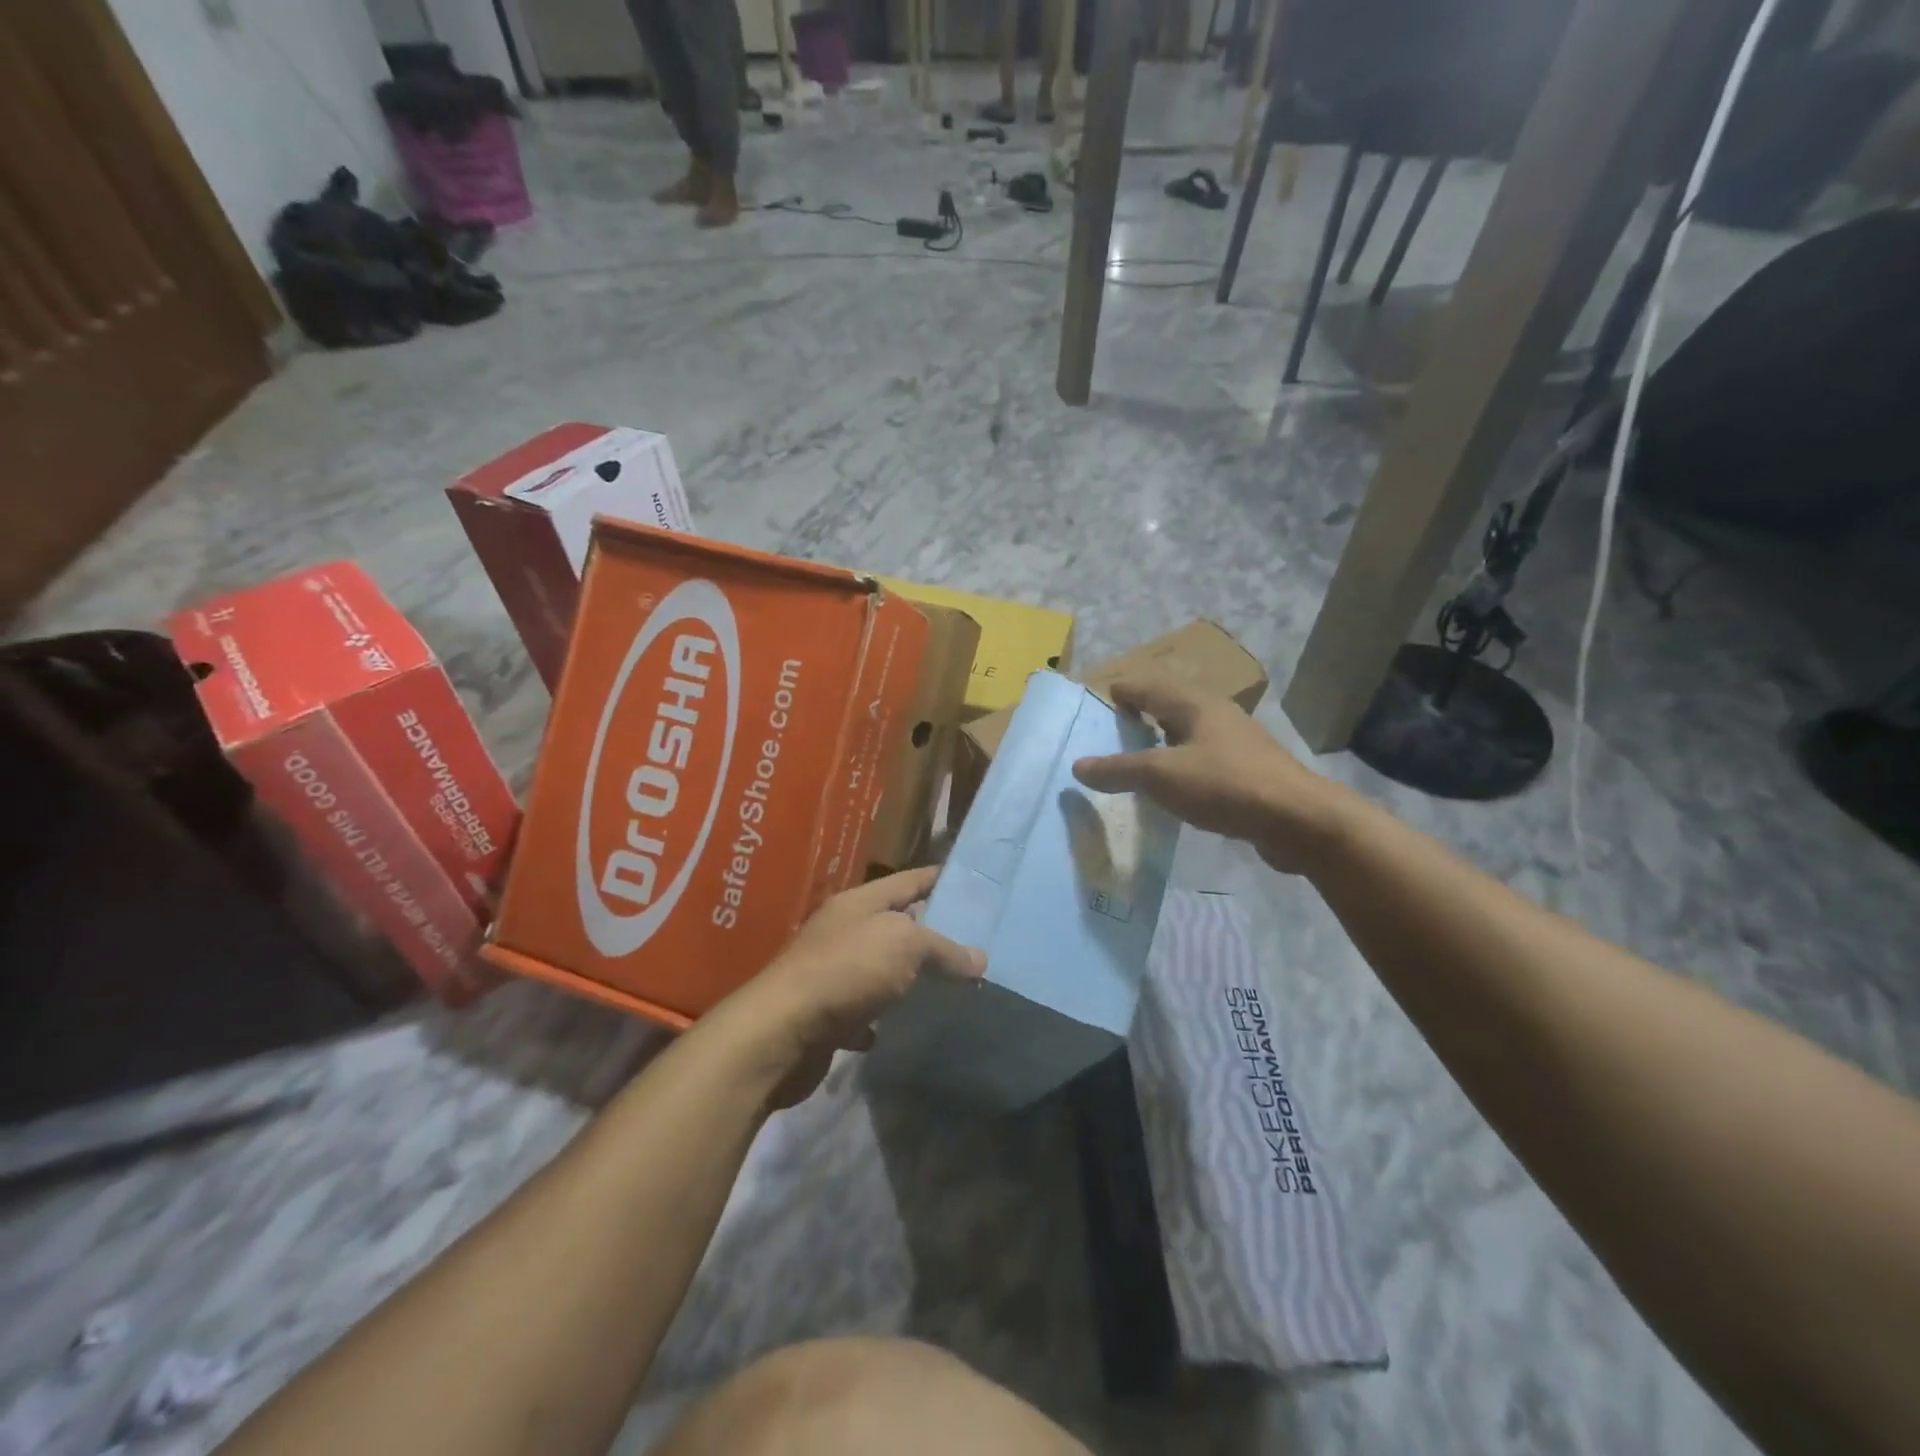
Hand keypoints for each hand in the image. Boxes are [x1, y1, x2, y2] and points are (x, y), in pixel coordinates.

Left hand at [722, 866, 984, 1109]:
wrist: (780, 1033)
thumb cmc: (846, 971)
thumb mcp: (904, 945)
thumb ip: (943, 949)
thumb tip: (979, 960)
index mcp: (859, 902)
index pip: (908, 880)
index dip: (939, 879)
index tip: (974, 885)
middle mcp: (843, 930)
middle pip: (895, 924)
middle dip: (931, 932)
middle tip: (975, 942)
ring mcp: (832, 972)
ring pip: (880, 968)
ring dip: (908, 977)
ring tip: (950, 986)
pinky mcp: (825, 1014)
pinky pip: (864, 1010)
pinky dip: (882, 1017)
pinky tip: (902, 1028)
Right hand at [1072, 674, 1349, 874]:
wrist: (1299, 820)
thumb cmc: (1225, 786)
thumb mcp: (1162, 776)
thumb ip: (1118, 770)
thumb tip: (1077, 765)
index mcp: (1194, 704)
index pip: (1147, 686)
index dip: (1120, 691)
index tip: (1096, 702)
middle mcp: (1215, 714)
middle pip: (1168, 704)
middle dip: (1139, 713)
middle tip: (1110, 731)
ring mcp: (1235, 742)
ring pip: (1186, 732)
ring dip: (1159, 740)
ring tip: (1134, 758)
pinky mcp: (1246, 770)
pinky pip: (1201, 757)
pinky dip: (1178, 764)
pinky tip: (1170, 787)